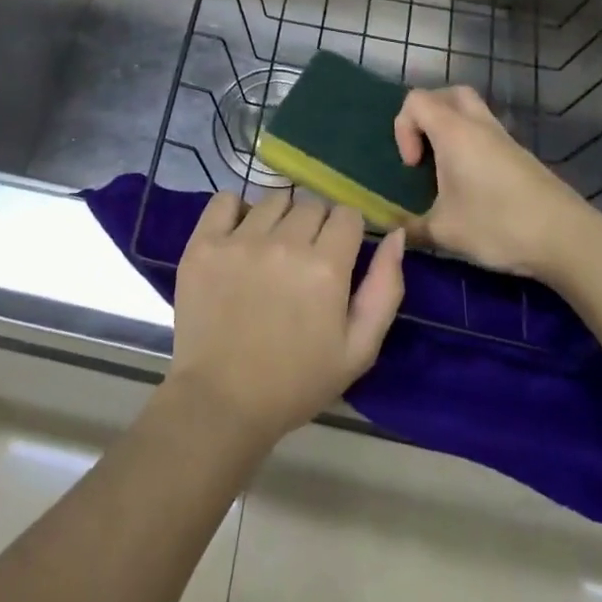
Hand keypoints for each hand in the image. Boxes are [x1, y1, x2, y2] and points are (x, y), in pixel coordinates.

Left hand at [166, 192, 404, 446]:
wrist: (222, 402)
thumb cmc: (296, 382)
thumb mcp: (359, 349)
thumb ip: (385, 288)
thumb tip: (396, 235)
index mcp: (325, 267)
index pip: (347, 214)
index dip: (347, 232)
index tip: (339, 253)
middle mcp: (284, 243)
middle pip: (311, 204)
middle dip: (316, 225)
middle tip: (305, 259)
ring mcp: (240, 240)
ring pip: (273, 199)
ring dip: (280, 218)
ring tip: (271, 250)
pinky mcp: (204, 243)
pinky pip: (225, 199)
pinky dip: (235, 209)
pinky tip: (239, 235)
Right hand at [395, 85, 591, 277]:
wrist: (567, 238)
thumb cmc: (498, 225)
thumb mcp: (445, 232)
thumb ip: (411, 229)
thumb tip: (394, 232)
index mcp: (454, 132)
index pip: (416, 101)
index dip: (403, 127)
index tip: (413, 165)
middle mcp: (479, 125)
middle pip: (448, 94)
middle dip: (428, 116)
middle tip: (426, 150)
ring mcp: (504, 139)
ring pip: (471, 111)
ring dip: (452, 130)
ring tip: (447, 170)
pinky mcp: (521, 156)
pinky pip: (487, 134)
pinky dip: (472, 146)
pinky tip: (473, 185)